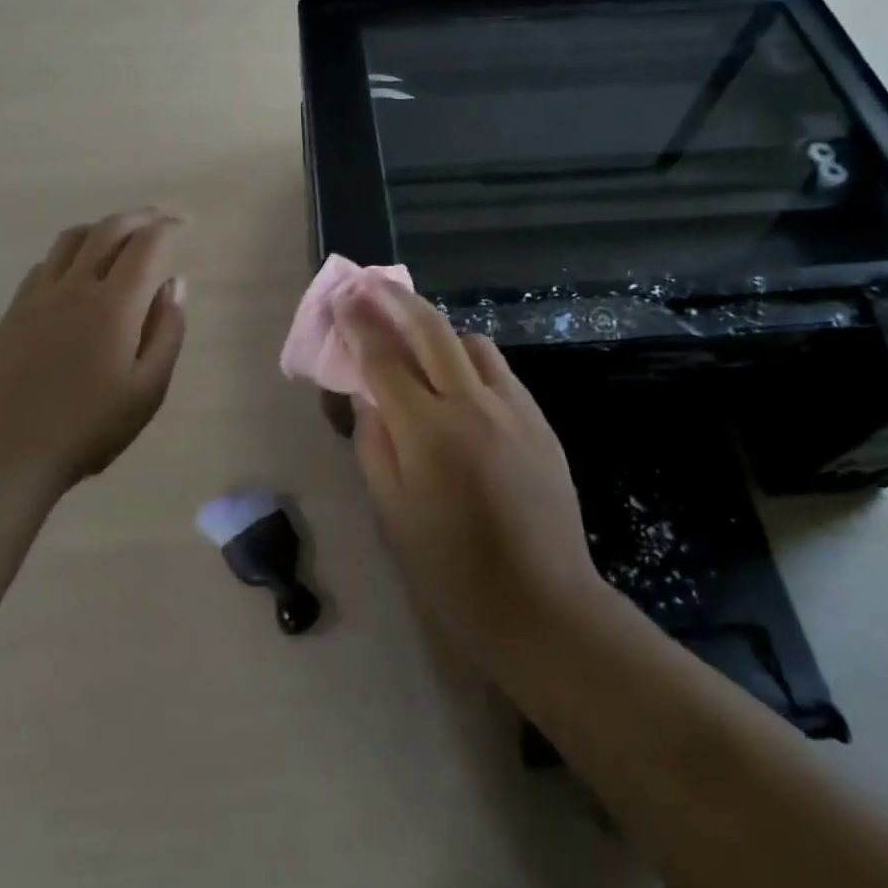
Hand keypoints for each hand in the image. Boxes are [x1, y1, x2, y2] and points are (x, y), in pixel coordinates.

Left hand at [0, 208, 188, 494]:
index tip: (185, 224)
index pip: (147, 245)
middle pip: (109, 229)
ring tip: (121, 237)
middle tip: (160, 218)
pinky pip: (46, 263)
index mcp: (116, 304)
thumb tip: (175, 283)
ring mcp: (39, 296)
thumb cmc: (90, 427)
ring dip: (102, 227)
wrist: (8, 453)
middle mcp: (76, 286)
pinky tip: (78, 272)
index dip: (169, 227)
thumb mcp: (148, 390)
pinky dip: (71, 252)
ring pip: (72, 239)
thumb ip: (167, 331)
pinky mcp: (15, 311)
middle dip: (139, 216)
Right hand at [333, 278, 602, 671]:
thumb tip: (367, 397)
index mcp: (428, 433)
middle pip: (431, 331)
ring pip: (472, 343)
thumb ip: (374, 445)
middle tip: (372, 284)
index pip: (384, 360)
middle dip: (397, 301)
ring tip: (417, 338)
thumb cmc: (452, 570)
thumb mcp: (392, 514)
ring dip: (438, 330)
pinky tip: (459, 380)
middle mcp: (472, 405)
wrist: (543, 603)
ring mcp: (513, 408)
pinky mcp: (539, 419)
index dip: (359, 325)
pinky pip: (498, 371)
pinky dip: (469, 360)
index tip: (343, 298)